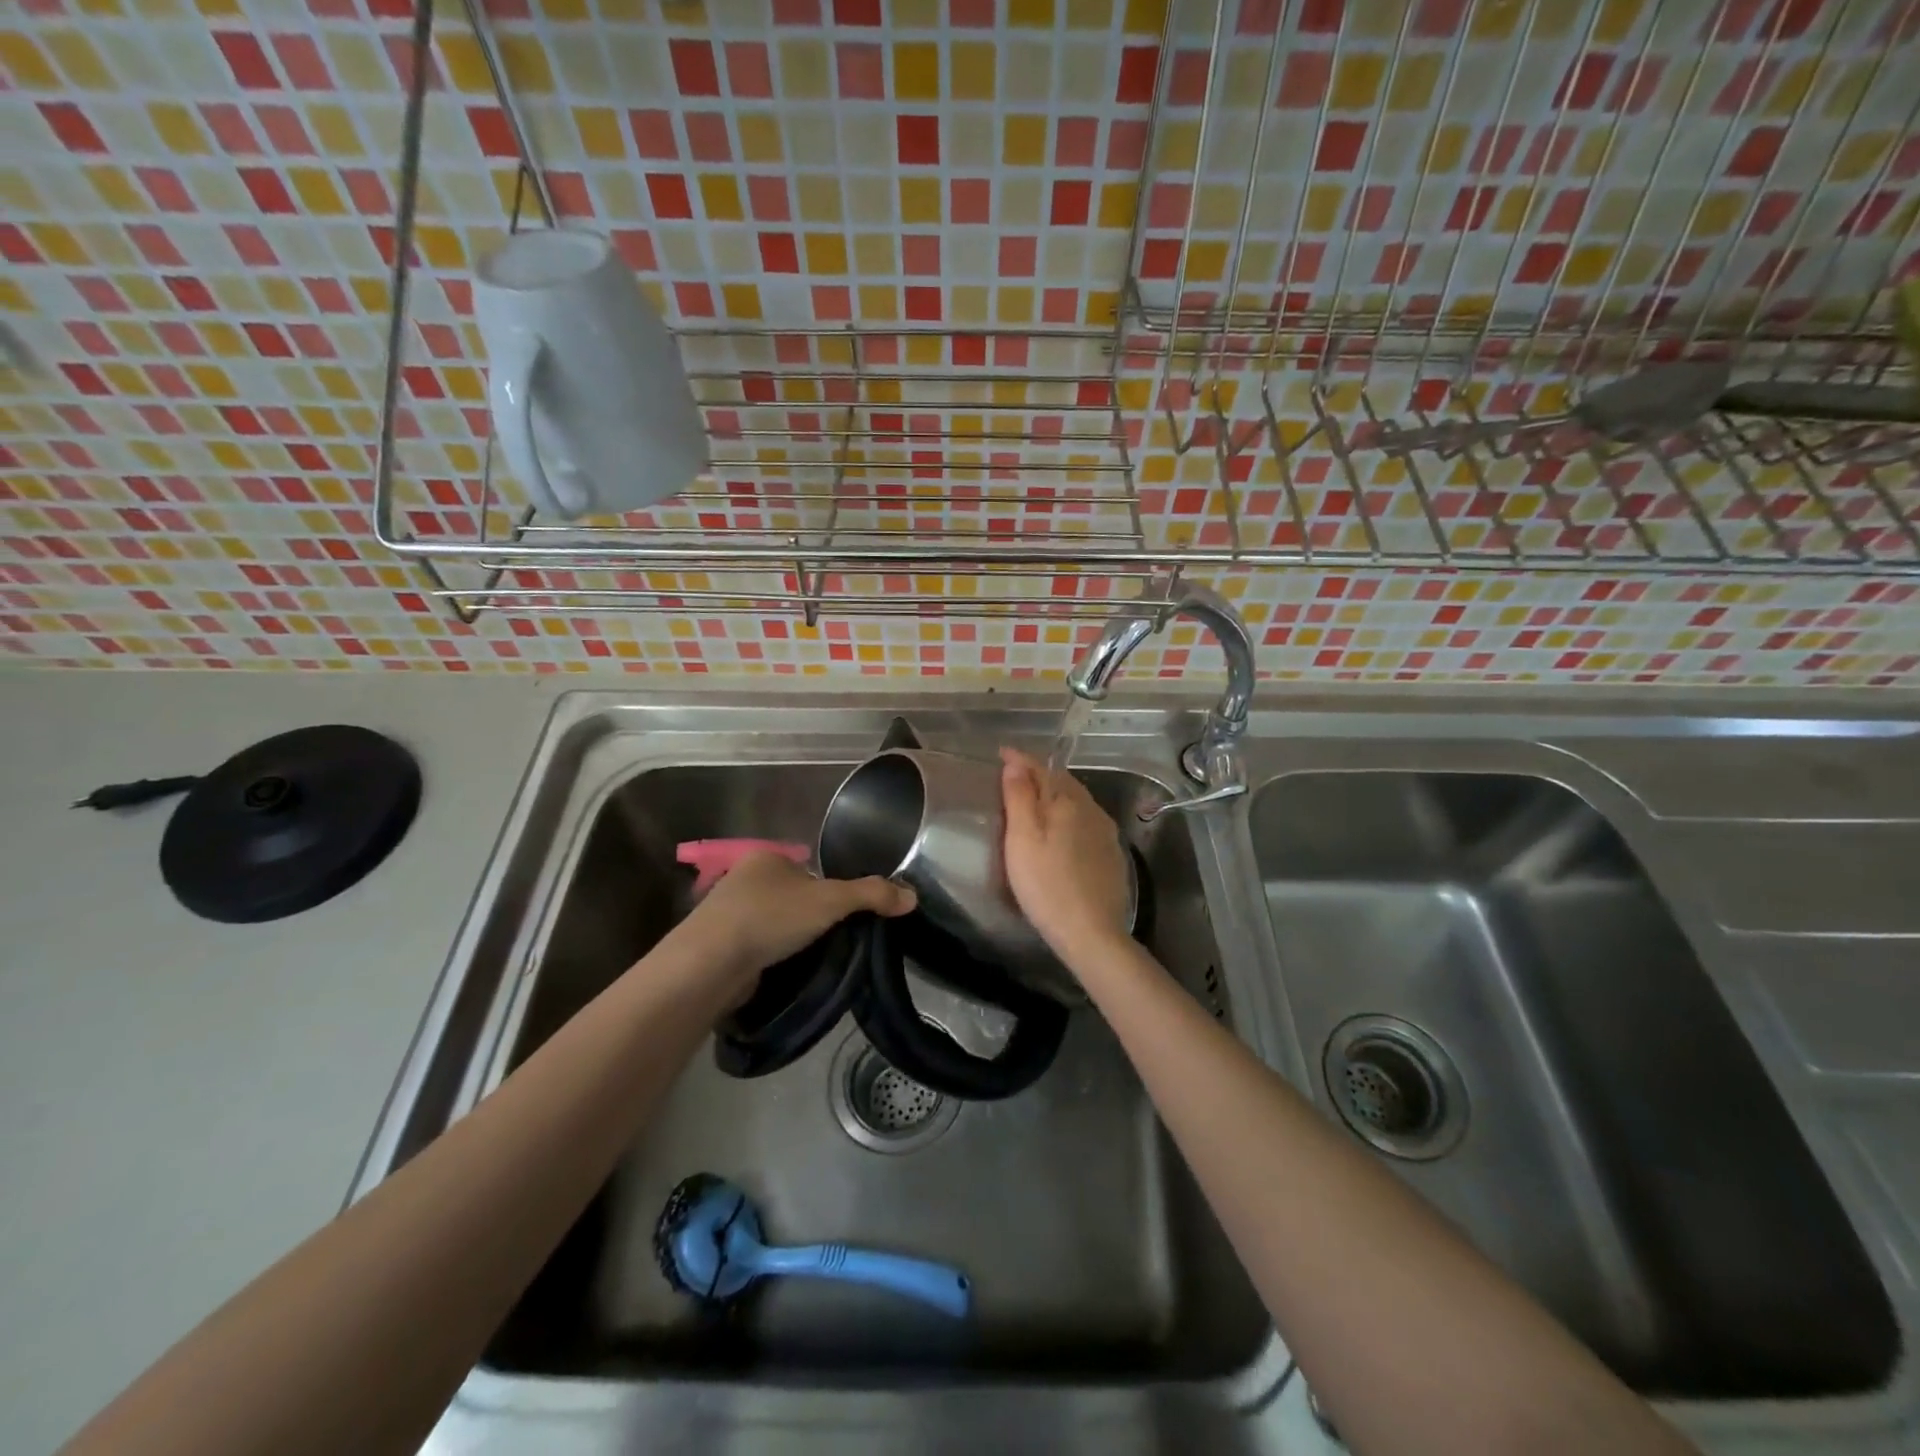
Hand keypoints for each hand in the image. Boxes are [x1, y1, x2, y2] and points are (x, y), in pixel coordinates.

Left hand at [667, 850, 915, 999]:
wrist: (710, 963)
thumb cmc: (771, 917)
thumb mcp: (831, 900)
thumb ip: (872, 895)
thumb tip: (913, 896)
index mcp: (767, 857)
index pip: (810, 870)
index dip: (831, 891)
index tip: (846, 917)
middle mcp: (744, 878)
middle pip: (793, 896)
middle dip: (811, 918)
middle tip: (835, 941)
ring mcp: (727, 913)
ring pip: (773, 923)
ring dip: (791, 939)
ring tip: (814, 961)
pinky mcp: (718, 946)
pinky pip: (757, 947)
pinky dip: (772, 957)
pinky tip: (784, 972)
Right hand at [1000, 746, 1132, 966]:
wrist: (1092, 933)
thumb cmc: (1047, 884)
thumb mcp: (1022, 839)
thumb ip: (1019, 797)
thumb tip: (1015, 763)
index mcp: (1068, 801)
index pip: (1041, 768)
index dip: (1019, 760)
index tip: (1001, 754)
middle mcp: (1091, 809)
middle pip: (1063, 782)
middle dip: (1039, 774)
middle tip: (1014, 776)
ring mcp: (1106, 832)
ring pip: (1077, 801)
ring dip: (1056, 795)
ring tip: (1035, 800)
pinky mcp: (1111, 854)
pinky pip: (1087, 821)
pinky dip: (1069, 816)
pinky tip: (1061, 831)